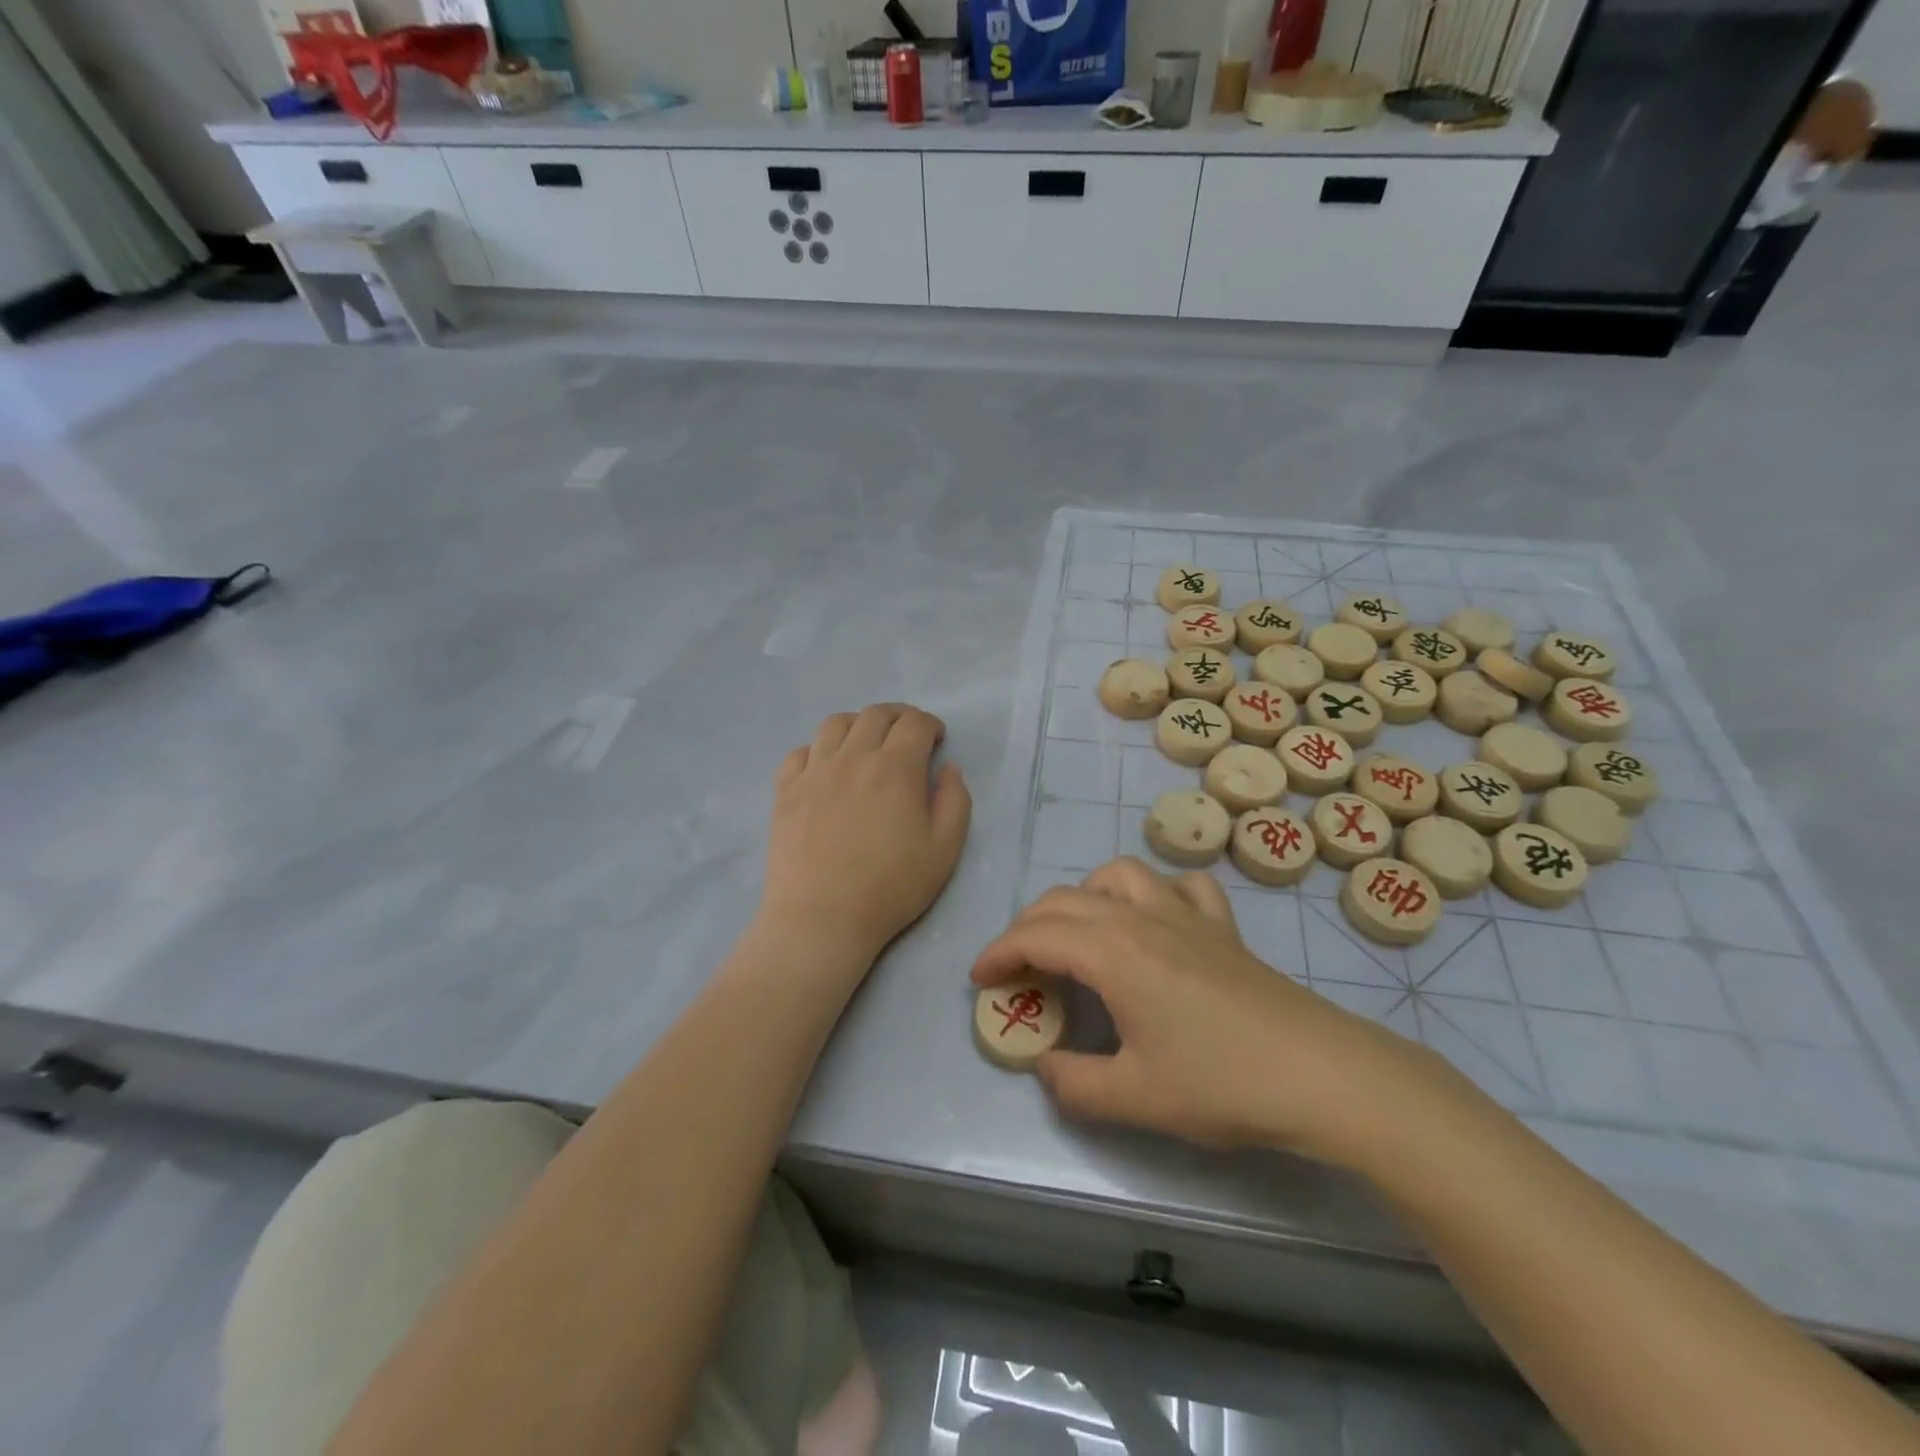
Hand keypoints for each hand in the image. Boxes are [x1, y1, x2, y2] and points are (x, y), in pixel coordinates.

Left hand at [758, 704, 971, 969]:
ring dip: (858, 724)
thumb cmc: (891, 886)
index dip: (930, 724)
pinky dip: (819, 749)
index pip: (915, 723)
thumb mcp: (944, 850)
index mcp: (896, 768)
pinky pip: (800, 752)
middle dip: (898, 716)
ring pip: (835, 723)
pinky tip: (827, 768)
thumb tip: (948, 769)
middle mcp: (853, 757)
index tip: (936, 739)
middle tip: (907, 736)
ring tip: (866, 744)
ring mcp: (814, 771)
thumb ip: (955, 801)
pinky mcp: (785, 790)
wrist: (822, 917)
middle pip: (875, 714)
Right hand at [972, 858, 1441, 1163]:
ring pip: (1118, 876)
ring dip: (1083, 896)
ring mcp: (1185, 914)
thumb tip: (1046, 1064)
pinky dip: (1154, 891)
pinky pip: (1180, 885)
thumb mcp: (1133, 1098)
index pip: (1036, 936)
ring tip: (1077, 933)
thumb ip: (1072, 1083)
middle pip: (1065, 901)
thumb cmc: (1220, 1082)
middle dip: (1027, 928)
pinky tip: (1155, 919)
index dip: (999, 953)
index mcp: (1112, 952)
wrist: (1319, 1073)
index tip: (979, 980)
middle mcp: (1141, 918)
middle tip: (1016, 968)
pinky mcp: (1221, 926)